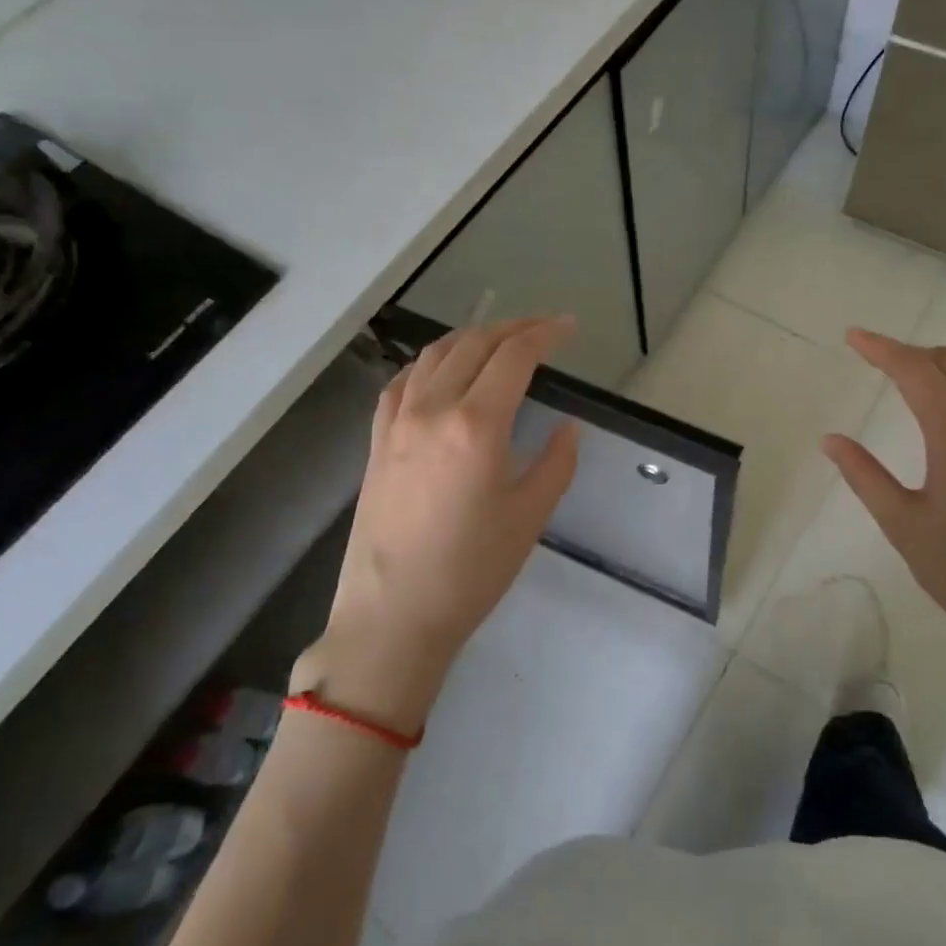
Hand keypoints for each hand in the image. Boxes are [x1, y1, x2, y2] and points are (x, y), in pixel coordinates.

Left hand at [303, 317, 580, 730]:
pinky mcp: (376, 442)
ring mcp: (396, 423)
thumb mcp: (530, 517)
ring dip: (471, 337)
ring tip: (499, 341)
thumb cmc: (471, 572)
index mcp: (476, 425)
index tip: (570, 328)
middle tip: (543, 330)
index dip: (545, 334)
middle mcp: (432, 410)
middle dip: (512, 328)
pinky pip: (402, 382)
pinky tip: (441, 371)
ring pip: (434, 355)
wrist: (392, 617)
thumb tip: (567, 428)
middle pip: (474, 344)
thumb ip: (556, 463)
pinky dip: (429, 362)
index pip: (514, 356)